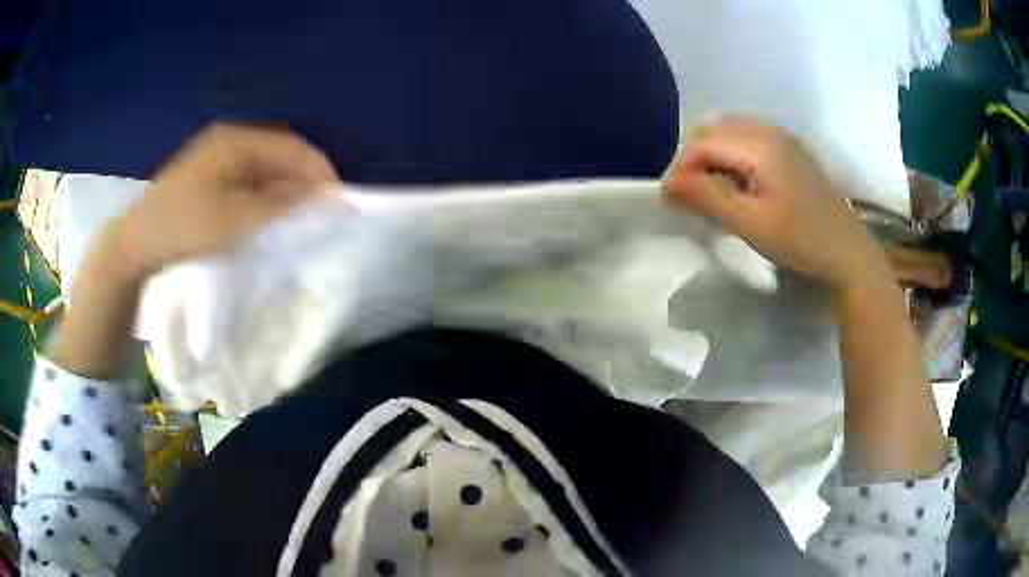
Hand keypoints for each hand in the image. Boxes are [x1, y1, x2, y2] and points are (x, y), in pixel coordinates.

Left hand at [113, 123, 337, 274]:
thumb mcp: (234, 219)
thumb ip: (280, 204)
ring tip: (303, 216)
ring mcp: (216, 159)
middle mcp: (229, 142)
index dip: (318, 170)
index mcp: (235, 141)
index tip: (340, 199)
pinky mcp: (209, 178)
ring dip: (285, 189)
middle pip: (279, 154)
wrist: (135, 245)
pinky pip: (248, 181)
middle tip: (324, 210)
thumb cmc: (183, 228)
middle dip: (304, 179)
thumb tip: (320, 196)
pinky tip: (272, 215)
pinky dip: (265, 196)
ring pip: (264, 168)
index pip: (290, 147)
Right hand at [664, 117, 889, 290]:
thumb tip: (668, 184)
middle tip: (689, 198)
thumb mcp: (750, 223)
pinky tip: (736, 185)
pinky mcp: (787, 148)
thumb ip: (707, 197)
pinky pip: (745, 140)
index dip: (681, 169)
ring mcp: (780, 136)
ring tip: (710, 193)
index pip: (702, 142)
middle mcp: (767, 129)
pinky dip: (730, 158)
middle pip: (713, 131)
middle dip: (693, 161)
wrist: (847, 249)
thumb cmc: (800, 239)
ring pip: (728, 133)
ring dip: (711, 159)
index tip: (671, 202)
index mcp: (759, 143)